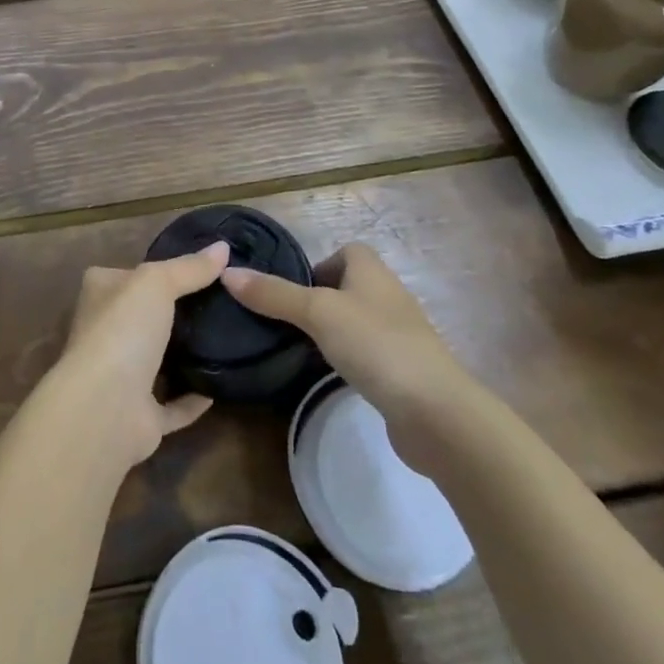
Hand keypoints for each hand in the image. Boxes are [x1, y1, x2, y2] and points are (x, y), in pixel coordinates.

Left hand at [53, 241, 230, 467]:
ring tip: (227, 340)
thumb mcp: (157, 282)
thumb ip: (189, 267)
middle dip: (175, 314)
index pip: (128, 274)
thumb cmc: (123, 329)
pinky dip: (192, 399)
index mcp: (101, 294)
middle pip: (144, 317)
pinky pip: (171, 405)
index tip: (199, 269)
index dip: (158, 270)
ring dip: (183, 356)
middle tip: (222, 305)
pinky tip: (220, 388)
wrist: (105, 407)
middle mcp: (105, 333)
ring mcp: (120, 377)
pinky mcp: (138, 416)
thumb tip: (223, 247)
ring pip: (156, 361)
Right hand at [222, 242, 472, 465]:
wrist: (436, 413)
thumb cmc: (376, 345)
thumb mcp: (317, 313)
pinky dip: (349, 360)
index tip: (292, 288)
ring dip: (332, 331)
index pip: (346, 251)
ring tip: (299, 347)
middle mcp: (388, 296)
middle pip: (348, 286)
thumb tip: (227, 273)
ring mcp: (399, 335)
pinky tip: (329, 376)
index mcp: (372, 271)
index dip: (318, 264)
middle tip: (285, 319)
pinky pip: (367, 354)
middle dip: (318, 299)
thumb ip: (274, 295)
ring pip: (356, 321)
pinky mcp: (403, 371)